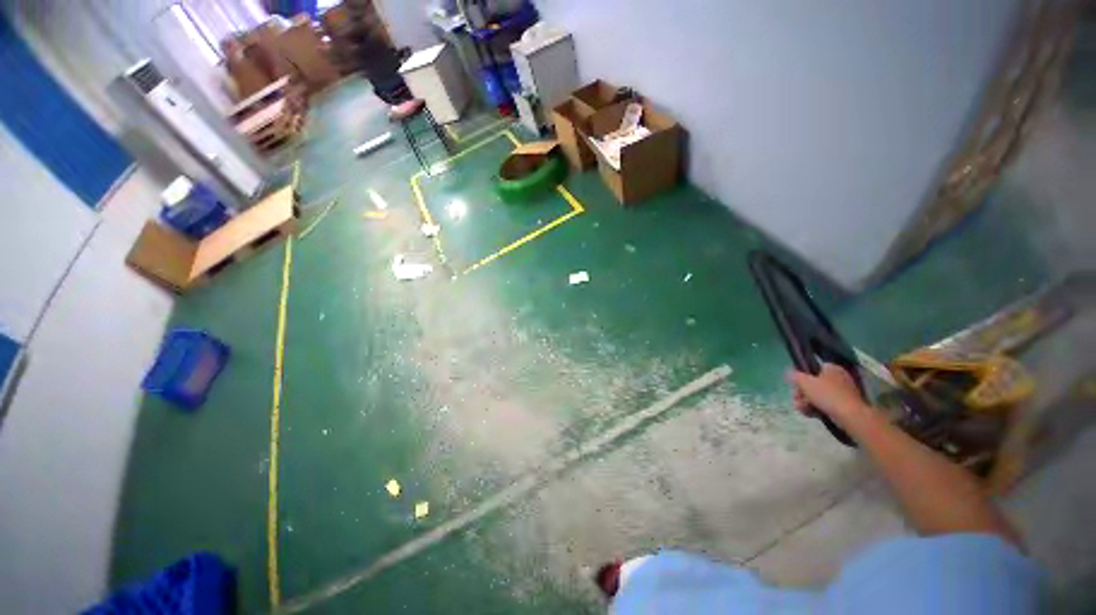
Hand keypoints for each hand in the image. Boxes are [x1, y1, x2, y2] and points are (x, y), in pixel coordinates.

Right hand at [788, 363, 868, 423]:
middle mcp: (838, 377)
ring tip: (802, 409)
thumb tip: (789, 372)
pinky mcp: (844, 405)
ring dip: (806, 402)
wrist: (851, 416)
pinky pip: (826, 404)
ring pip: (818, 395)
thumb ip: (794, 376)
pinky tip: (810, 414)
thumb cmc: (827, 395)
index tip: (795, 386)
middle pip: (813, 383)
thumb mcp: (805, 382)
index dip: (801, 377)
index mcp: (831, 368)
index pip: (811, 369)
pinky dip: (816, 408)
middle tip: (796, 399)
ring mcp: (842, 392)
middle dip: (801, 393)